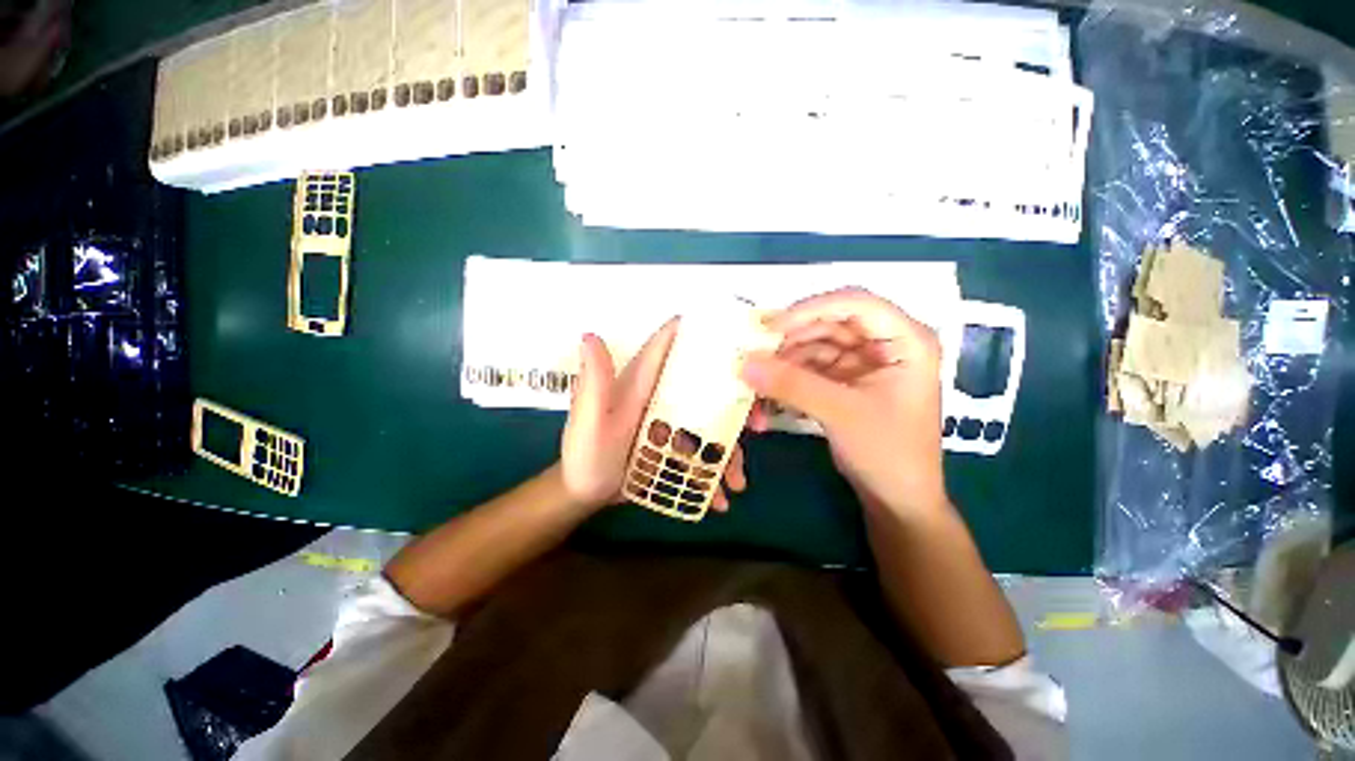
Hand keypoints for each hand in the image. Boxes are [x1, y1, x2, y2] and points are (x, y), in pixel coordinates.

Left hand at [561, 319, 747, 512]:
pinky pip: (703, 451)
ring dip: (731, 447)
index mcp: (643, 380)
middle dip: (738, 400)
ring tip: (737, 481)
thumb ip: (595, 382)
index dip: (702, 333)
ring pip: (712, 422)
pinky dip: (715, 470)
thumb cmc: (585, 455)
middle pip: (706, 385)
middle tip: (759, 424)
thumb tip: (590, 335)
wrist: (584, 494)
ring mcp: (672, 421)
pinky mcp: (675, 444)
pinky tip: (721, 497)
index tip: (740, 340)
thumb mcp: (590, 420)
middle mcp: (662, 395)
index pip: (671, 344)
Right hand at [741, 288, 947, 516]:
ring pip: (815, 346)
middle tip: (755, 353)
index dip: (811, 309)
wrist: (896, 499)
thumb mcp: (841, 413)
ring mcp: (862, 363)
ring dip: (785, 362)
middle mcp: (884, 344)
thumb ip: (792, 385)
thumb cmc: (888, 453)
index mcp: (905, 340)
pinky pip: (810, 368)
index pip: (855, 303)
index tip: (771, 327)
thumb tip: (744, 363)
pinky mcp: (844, 381)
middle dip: (791, 339)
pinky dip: (789, 378)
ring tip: (757, 378)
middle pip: (829, 323)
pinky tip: (769, 393)